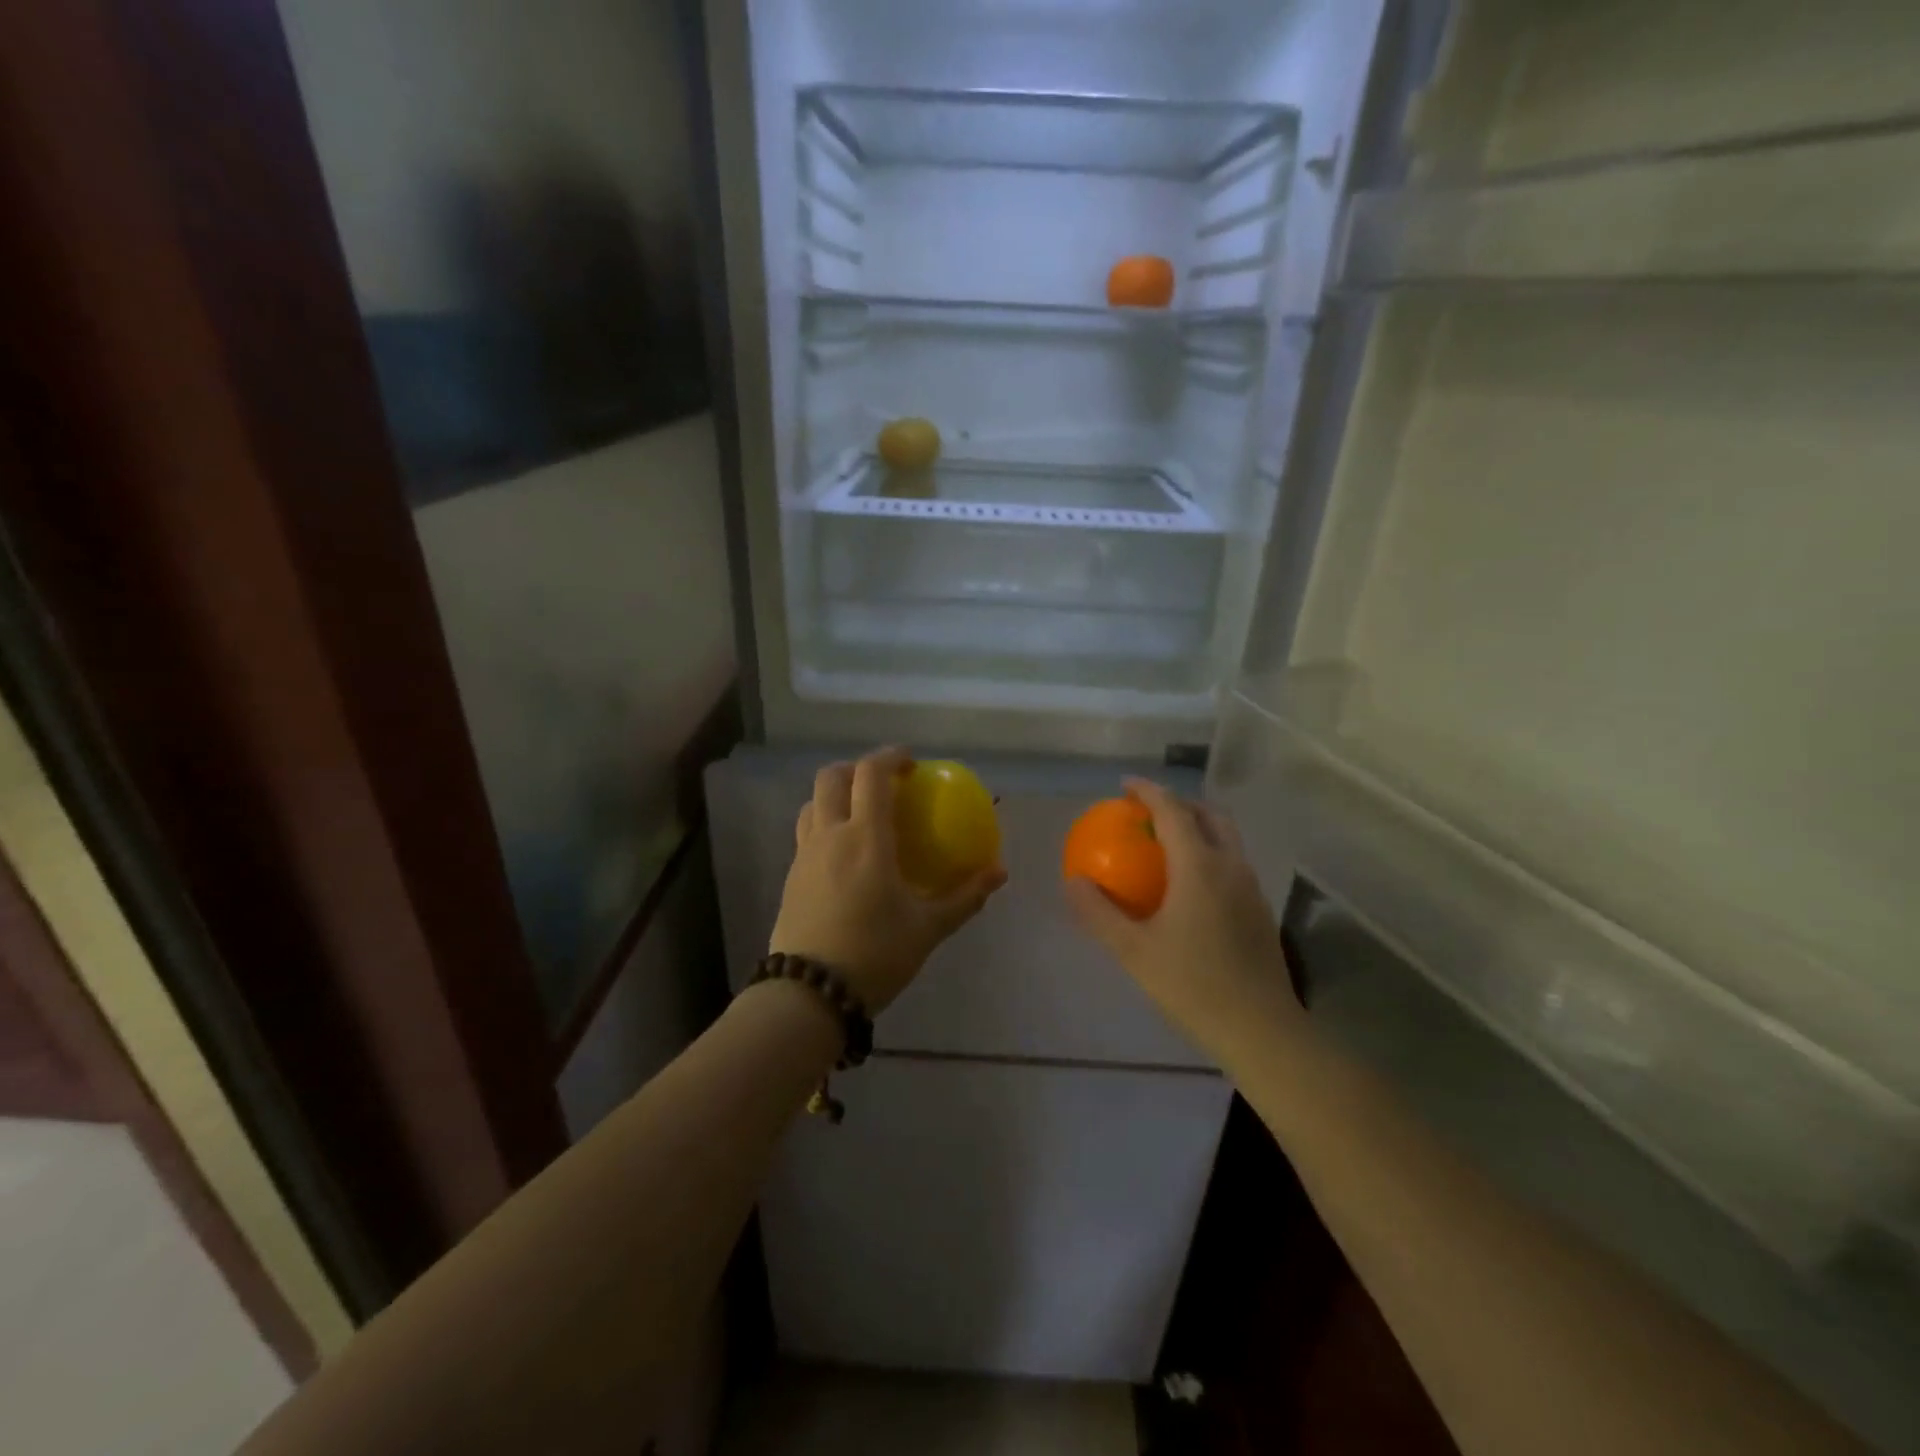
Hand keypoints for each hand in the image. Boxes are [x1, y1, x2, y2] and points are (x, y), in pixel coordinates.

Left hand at [769, 748, 1006, 1012]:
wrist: (809, 994)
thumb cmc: (874, 954)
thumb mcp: (927, 928)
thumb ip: (965, 897)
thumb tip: (1000, 872)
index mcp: (865, 838)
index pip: (872, 774)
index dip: (890, 756)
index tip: (911, 762)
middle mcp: (829, 835)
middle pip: (831, 777)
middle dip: (857, 769)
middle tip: (883, 784)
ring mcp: (804, 855)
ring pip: (812, 804)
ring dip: (836, 796)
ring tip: (860, 815)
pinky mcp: (790, 877)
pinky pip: (806, 834)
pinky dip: (825, 825)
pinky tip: (844, 857)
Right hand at [1065, 778, 1299, 1054]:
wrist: (1262, 1030)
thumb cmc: (1193, 986)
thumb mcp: (1133, 951)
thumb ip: (1099, 912)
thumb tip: (1073, 880)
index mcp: (1199, 866)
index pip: (1173, 810)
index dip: (1147, 791)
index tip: (1124, 786)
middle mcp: (1230, 866)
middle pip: (1208, 815)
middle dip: (1178, 803)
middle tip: (1147, 812)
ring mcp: (1251, 887)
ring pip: (1226, 838)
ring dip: (1197, 827)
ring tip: (1167, 843)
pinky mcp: (1260, 910)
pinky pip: (1232, 863)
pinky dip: (1209, 853)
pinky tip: (1189, 886)